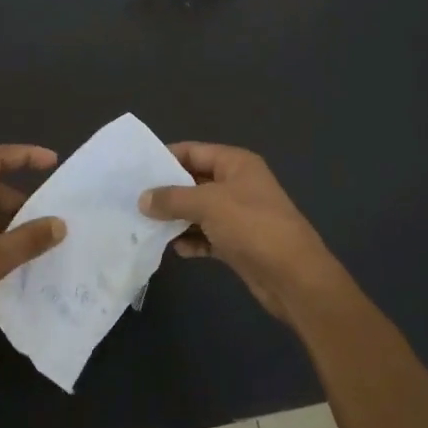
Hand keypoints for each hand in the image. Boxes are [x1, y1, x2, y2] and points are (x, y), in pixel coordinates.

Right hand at [139, 143, 344, 321]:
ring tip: (145, 226)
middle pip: (194, 181)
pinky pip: (207, 235)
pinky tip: (175, 249)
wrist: (294, 277)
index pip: (193, 151)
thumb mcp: (209, 204)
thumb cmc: (253, 226)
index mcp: (236, 163)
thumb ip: (173, 198)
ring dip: (176, 218)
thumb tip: (142, 198)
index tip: (135, 169)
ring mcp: (238, 215)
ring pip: (199, 210)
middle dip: (167, 191)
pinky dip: (192, 240)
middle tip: (133, 200)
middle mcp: (237, 184)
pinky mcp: (238, 243)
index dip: (165, 157)